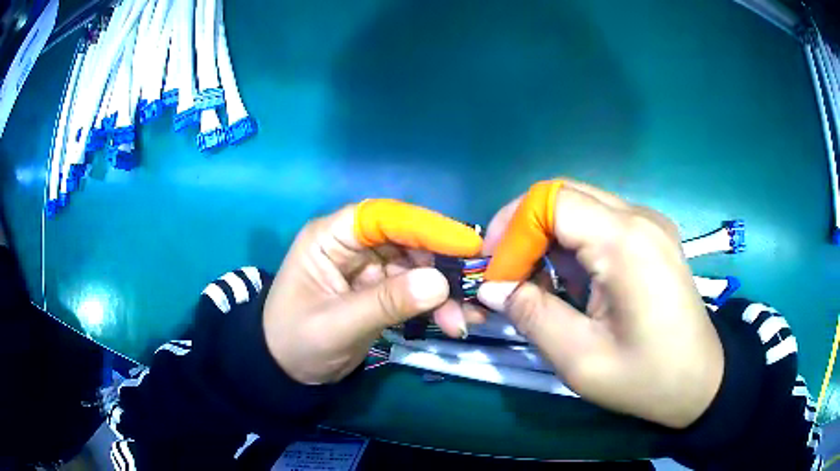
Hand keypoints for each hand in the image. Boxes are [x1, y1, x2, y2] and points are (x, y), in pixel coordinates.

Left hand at [263, 199, 482, 384]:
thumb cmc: (296, 342)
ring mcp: (369, 267)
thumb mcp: (337, 325)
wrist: (287, 372)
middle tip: (473, 289)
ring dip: (444, 291)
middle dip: (441, 265)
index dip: (425, 227)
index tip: (466, 245)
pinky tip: (455, 322)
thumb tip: (439, 283)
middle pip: (407, 240)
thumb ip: (385, 303)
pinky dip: (436, 305)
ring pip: (417, 266)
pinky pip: (414, 289)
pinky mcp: (380, 290)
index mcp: (331, 237)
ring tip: (466, 318)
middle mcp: (353, 244)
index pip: (382, 217)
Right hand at [478, 179, 722, 428]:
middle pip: (563, 194)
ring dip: (547, 236)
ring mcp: (649, 223)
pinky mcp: (652, 235)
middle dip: (524, 227)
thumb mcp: (581, 359)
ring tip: (534, 281)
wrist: (701, 379)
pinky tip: (570, 279)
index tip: (493, 272)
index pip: (551, 201)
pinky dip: (572, 243)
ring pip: (580, 205)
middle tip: (504, 271)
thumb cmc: (646, 377)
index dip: (512, 229)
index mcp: (626, 242)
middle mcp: (639, 217)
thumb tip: (491, 287)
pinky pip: (600, 221)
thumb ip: (532, 315)